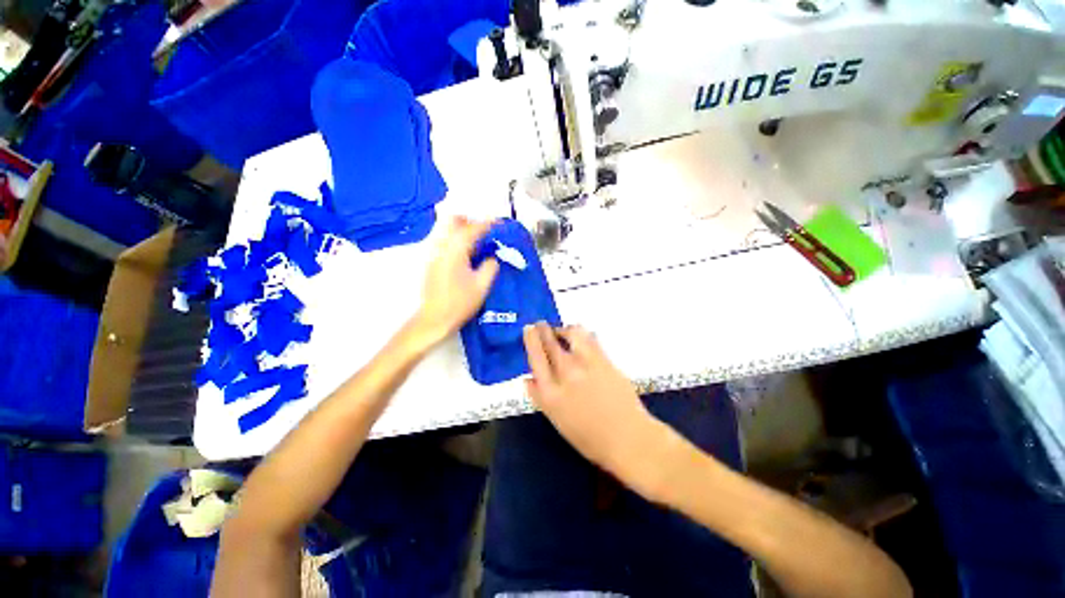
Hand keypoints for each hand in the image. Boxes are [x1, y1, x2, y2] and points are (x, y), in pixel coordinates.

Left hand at [414, 216, 499, 345]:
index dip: (487, 224)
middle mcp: (441, 247)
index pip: (472, 229)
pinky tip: (467, 254)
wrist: (434, 319)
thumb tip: (492, 257)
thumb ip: (490, 267)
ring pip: (447, 231)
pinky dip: (457, 241)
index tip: (500, 224)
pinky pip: (445, 242)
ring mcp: (434, 254)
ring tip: (478, 242)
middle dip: (470, 221)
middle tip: (485, 231)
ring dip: (463, 230)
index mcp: (455, 251)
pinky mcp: (432, 262)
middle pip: (453, 221)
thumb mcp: (482, 286)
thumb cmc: (460, 303)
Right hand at [523, 322, 679, 497]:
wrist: (627, 438)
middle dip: (543, 329)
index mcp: (551, 392)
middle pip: (550, 342)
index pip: (536, 357)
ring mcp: (586, 364)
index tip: (528, 328)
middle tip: (540, 324)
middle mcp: (566, 373)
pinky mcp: (604, 360)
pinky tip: (582, 337)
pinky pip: (590, 338)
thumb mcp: (557, 421)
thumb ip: (539, 397)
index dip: (531, 339)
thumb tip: (528, 378)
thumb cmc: (589, 437)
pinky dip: (582, 333)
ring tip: (563, 332)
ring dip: (564, 329)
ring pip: (571, 334)